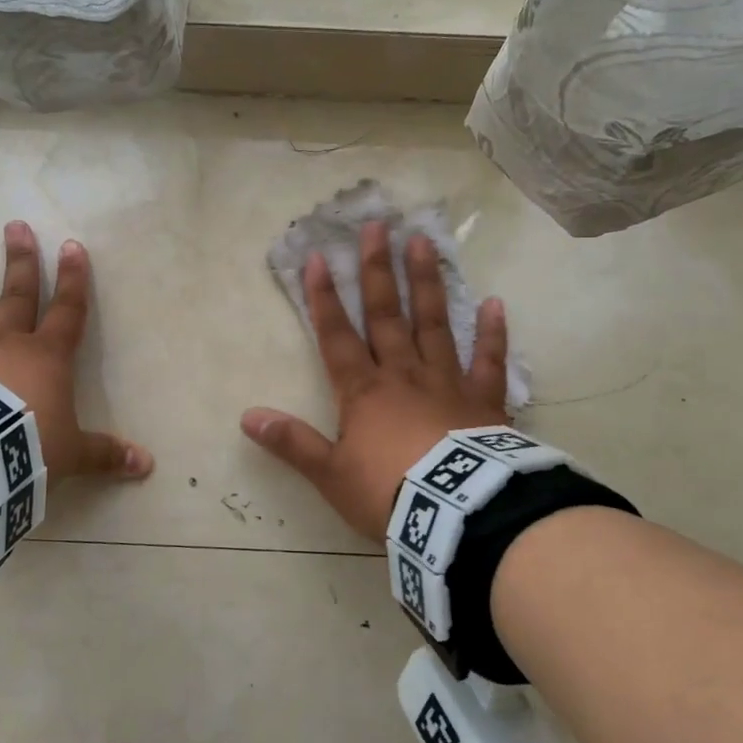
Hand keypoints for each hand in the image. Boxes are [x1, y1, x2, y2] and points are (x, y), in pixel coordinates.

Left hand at [0, 221, 152, 483]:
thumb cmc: (26, 445)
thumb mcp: (72, 454)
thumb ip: (104, 454)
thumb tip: (147, 465)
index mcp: (47, 357)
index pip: (67, 310)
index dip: (73, 279)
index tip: (72, 246)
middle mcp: (6, 346)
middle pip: (17, 296)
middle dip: (20, 261)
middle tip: (15, 226)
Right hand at [241, 220, 508, 539]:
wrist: (455, 516)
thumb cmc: (387, 492)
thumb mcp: (330, 474)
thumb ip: (292, 443)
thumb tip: (247, 417)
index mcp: (363, 391)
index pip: (337, 335)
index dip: (324, 297)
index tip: (317, 257)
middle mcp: (403, 374)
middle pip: (387, 315)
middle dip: (378, 271)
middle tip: (378, 226)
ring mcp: (447, 382)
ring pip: (434, 324)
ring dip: (428, 284)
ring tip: (424, 243)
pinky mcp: (484, 401)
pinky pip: (489, 362)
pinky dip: (492, 334)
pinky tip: (495, 303)